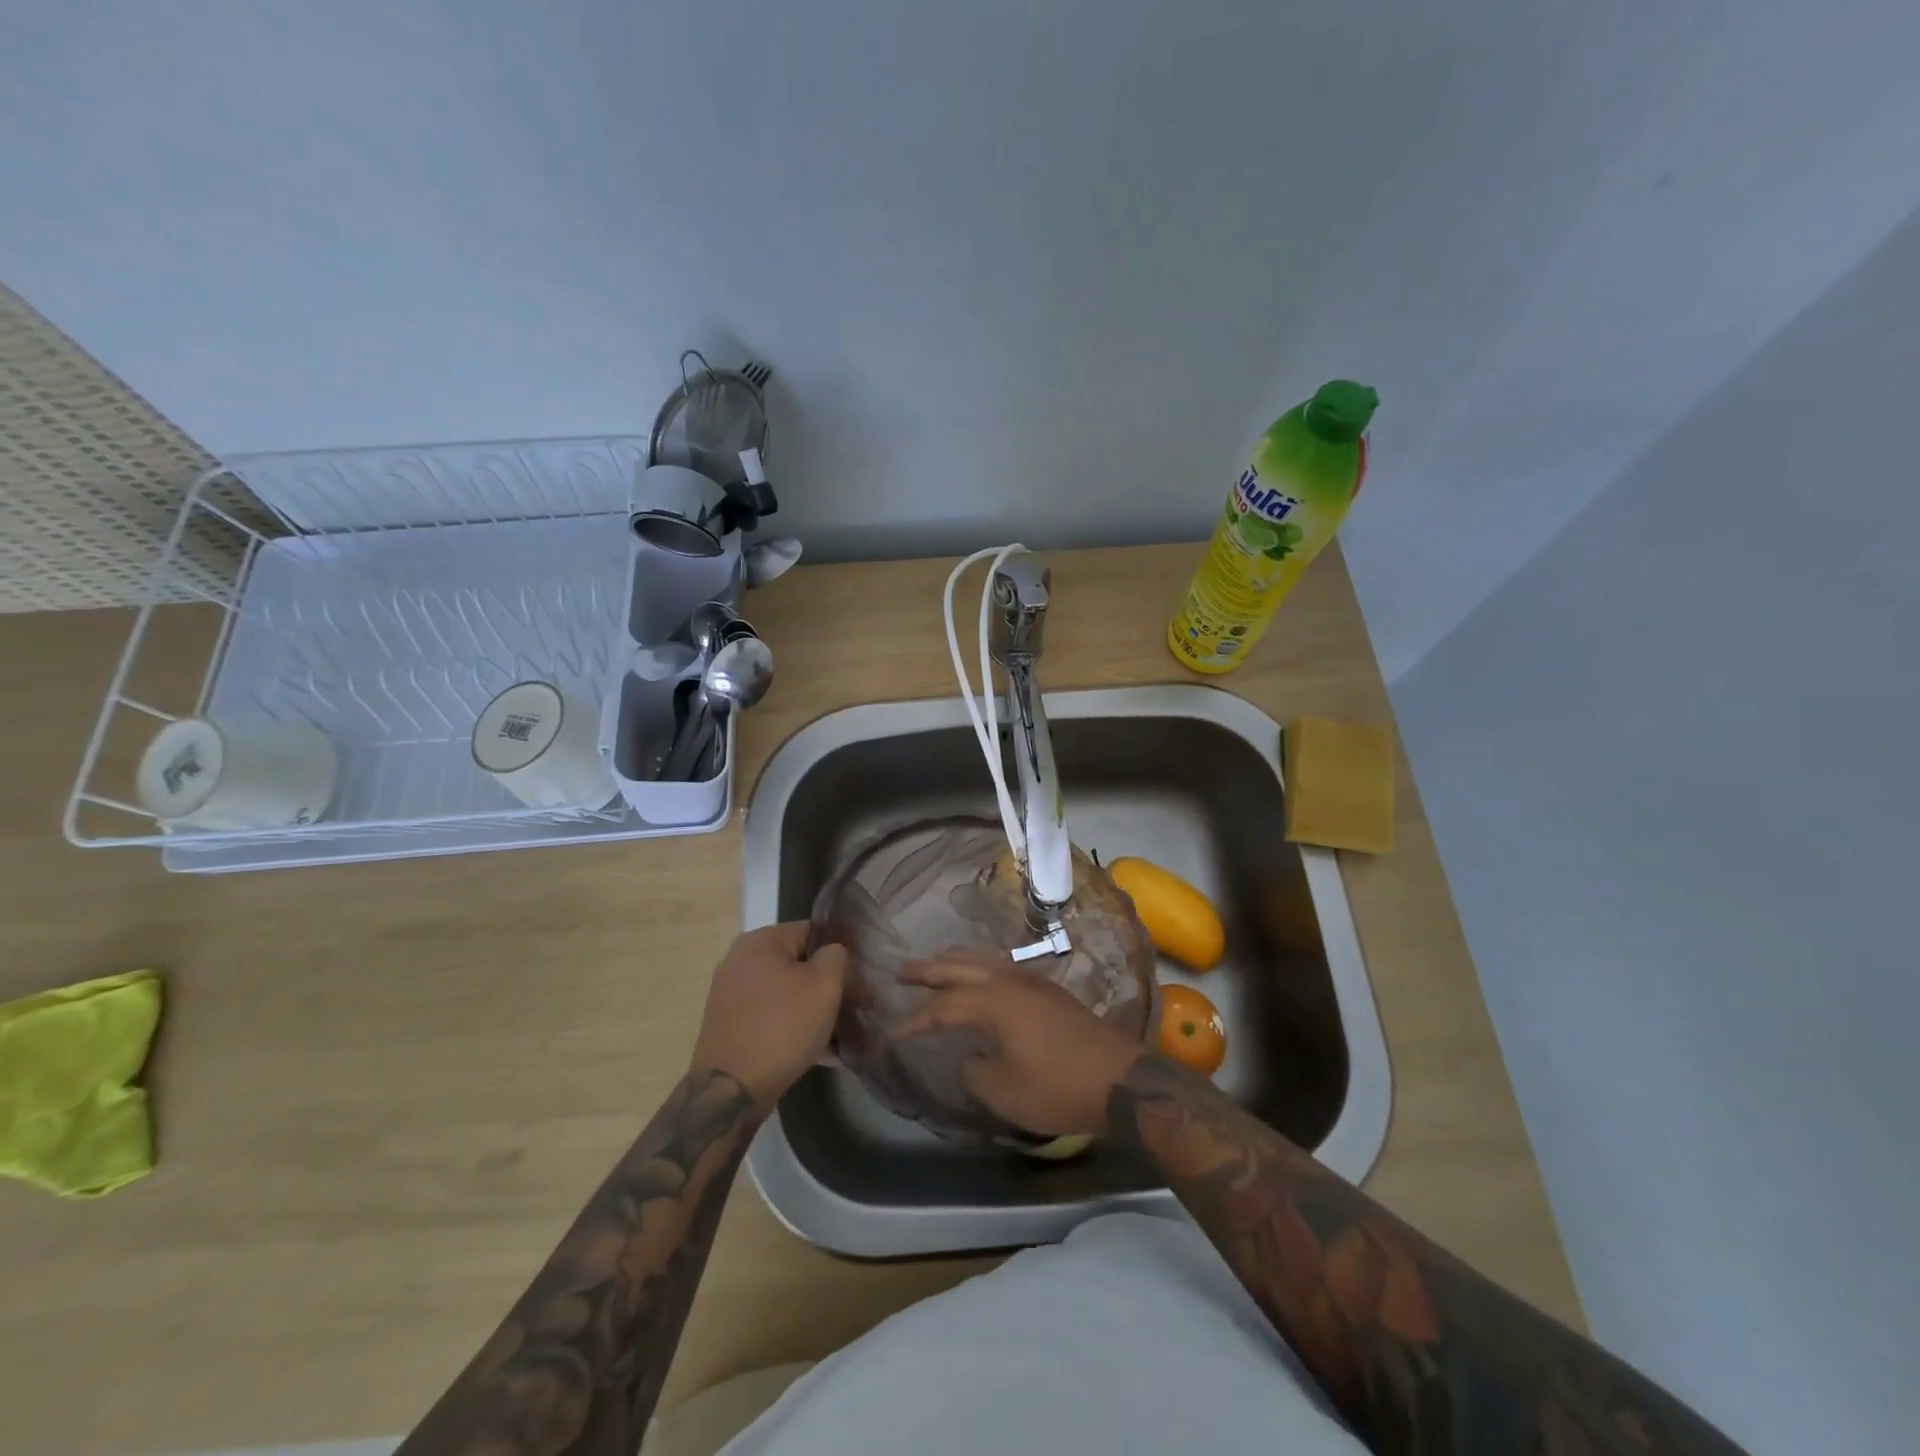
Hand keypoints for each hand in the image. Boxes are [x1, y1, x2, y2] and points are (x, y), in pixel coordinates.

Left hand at [689, 922, 847, 1113]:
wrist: (729, 1090)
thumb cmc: (782, 1027)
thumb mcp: (825, 985)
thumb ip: (837, 956)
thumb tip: (834, 953)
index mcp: (760, 941)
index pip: (814, 932)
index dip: (842, 953)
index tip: (861, 978)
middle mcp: (740, 960)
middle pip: (799, 964)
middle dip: (830, 986)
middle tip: (856, 1009)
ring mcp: (731, 994)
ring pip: (787, 994)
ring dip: (815, 1010)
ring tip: (843, 1035)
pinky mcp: (730, 1025)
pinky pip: (772, 1017)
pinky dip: (795, 1028)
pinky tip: (822, 1053)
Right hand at [895, 952, 1145, 1137]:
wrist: (1119, 1079)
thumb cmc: (1057, 1086)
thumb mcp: (1004, 1091)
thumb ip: (975, 1071)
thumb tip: (971, 1057)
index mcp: (993, 1001)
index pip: (943, 1006)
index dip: (916, 1019)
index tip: (893, 1030)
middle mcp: (1009, 981)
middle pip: (960, 967)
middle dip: (929, 969)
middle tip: (901, 970)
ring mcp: (1032, 981)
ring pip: (985, 960)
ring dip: (956, 961)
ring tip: (936, 962)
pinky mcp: (1049, 991)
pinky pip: (1003, 966)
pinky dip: (982, 966)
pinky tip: (982, 976)